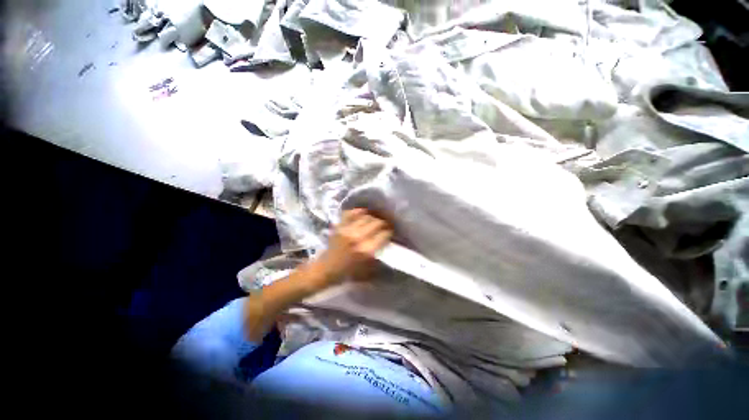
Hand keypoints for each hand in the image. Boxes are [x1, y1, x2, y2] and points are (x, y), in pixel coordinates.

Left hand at [315, 208, 392, 284]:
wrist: (326, 269)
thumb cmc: (348, 272)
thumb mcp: (367, 269)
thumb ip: (378, 254)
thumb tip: (386, 242)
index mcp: (366, 250)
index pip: (383, 235)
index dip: (389, 232)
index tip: (390, 233)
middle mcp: (358, 238)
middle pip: (376, 223)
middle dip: (383, 223)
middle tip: (384, 226)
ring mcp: (347, 230)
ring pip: (366, 217)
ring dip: (372, 218)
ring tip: (374, 221)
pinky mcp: (339, 226)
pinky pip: (350, 213)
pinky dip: (358, 211)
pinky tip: (363, 213)